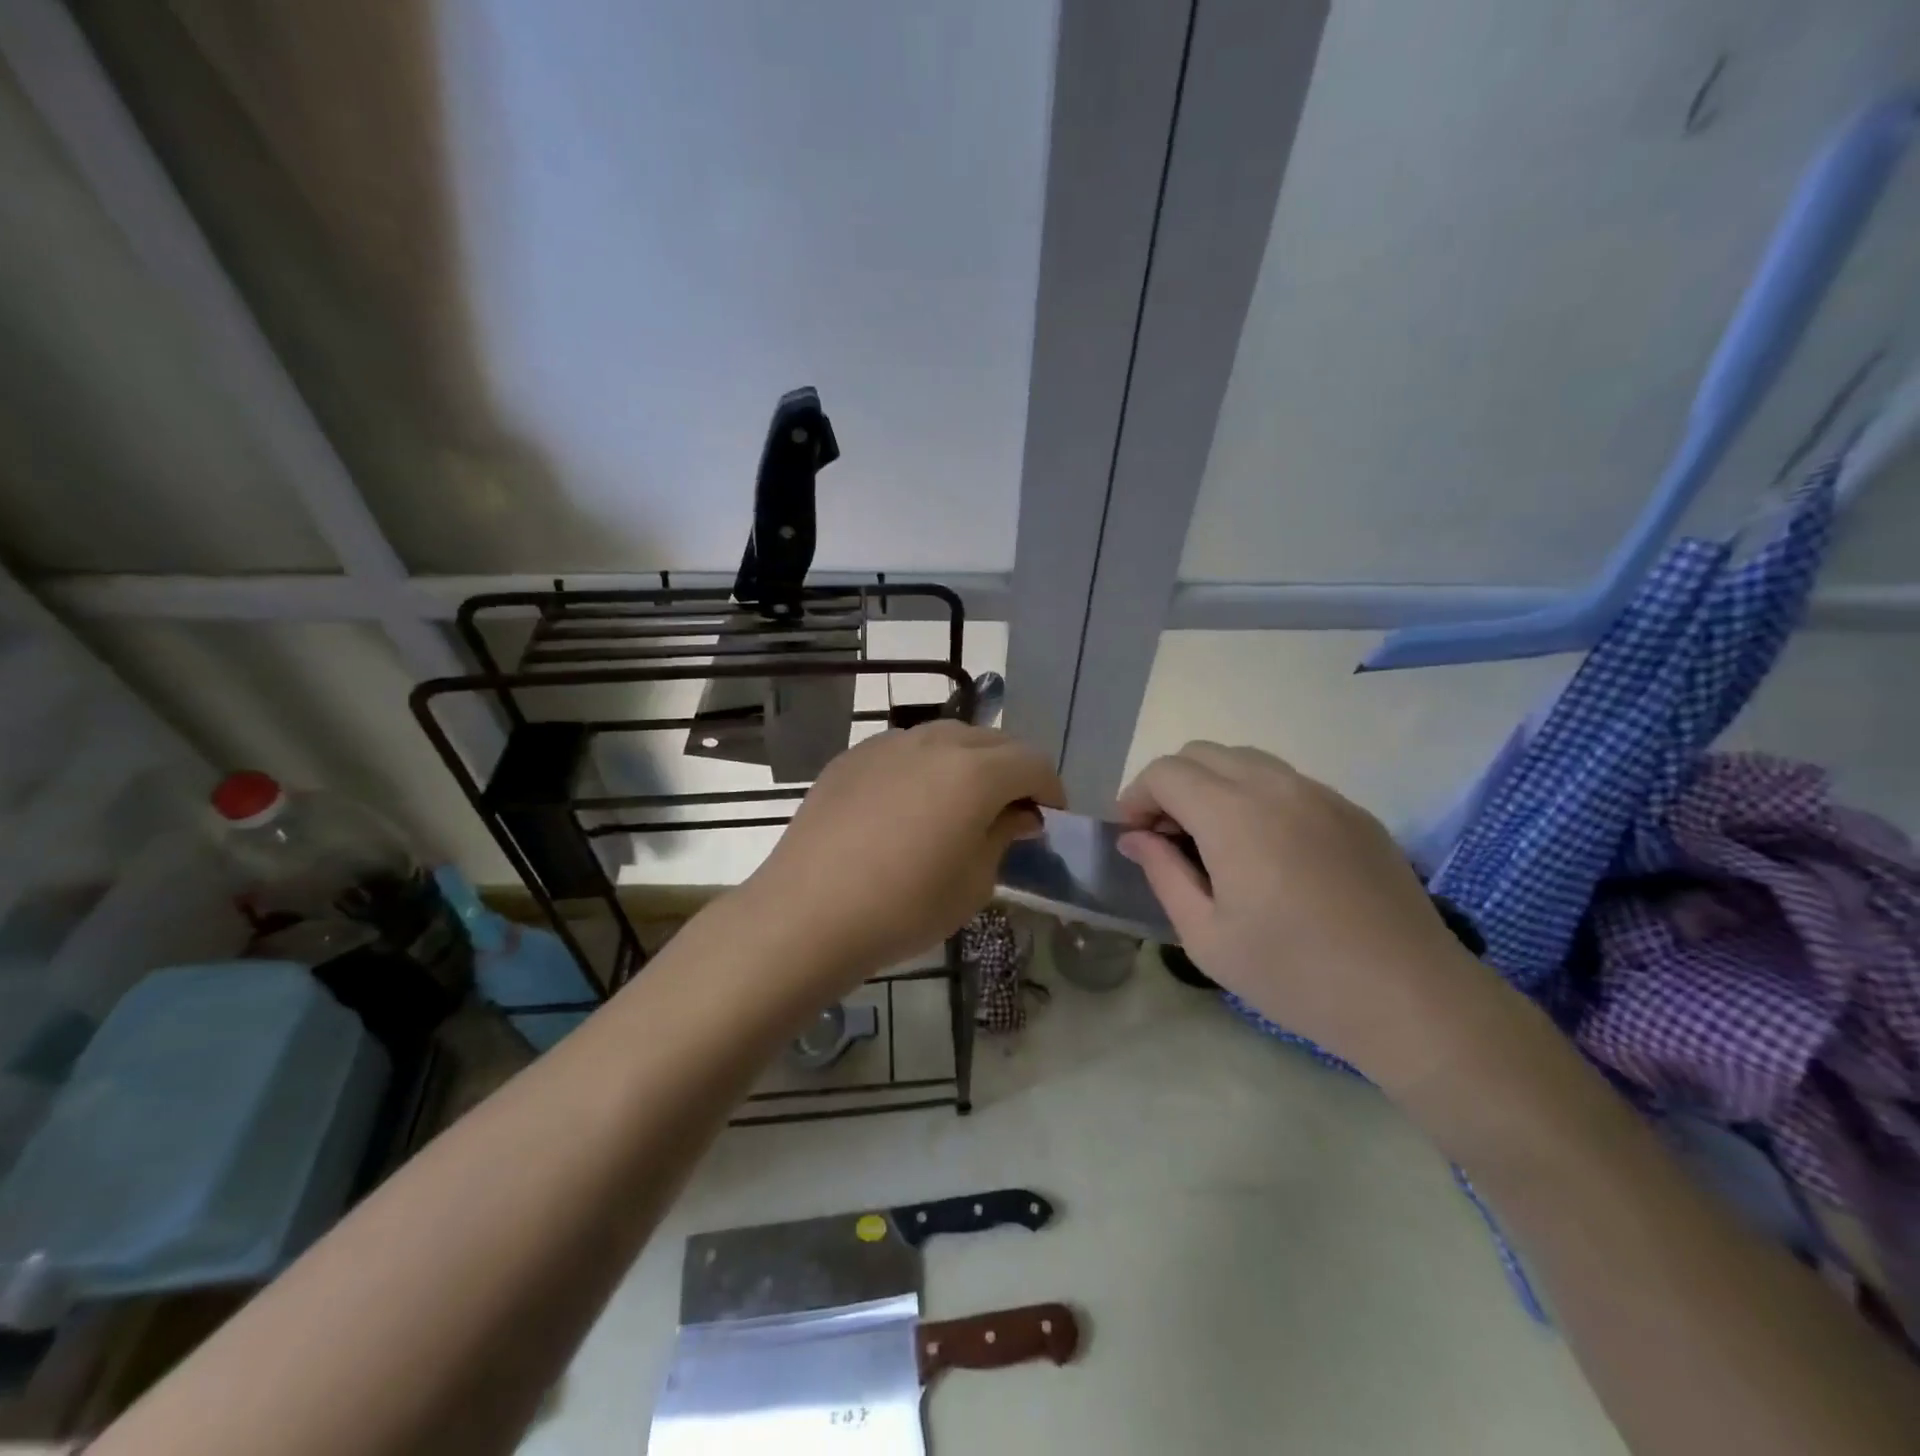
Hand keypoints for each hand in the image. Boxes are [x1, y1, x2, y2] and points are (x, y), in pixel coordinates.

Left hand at [746, 722, 1064, 983]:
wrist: (807, 912)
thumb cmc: (903, 907)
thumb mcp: (973, 883)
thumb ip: (1003, 836)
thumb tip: (1018, 814)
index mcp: (975, 772)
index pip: (1033, 762)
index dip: (1050, 788)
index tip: (1048, 818)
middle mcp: (935, 742)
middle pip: (993, 740)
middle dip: (1012, 770)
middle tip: (1010, 810)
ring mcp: (888, 743)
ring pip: (947, 737)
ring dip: (968, 762)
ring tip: (960, 803)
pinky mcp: (852, 757)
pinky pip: (905, 748)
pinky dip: (924, 766)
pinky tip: (909, 804)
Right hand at [1116, 742, 1503, 1088]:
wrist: (1410, 998)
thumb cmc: (1294, 974)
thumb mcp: (1206, 936)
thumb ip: (1162, 873)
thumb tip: (1135, 837)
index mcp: (1234, 814)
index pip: (1166, 772)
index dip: (1137, 797)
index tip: (1133, 836)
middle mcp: (1277, 786)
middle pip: (1202, 753)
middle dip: (1170, 785)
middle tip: (1167, 837)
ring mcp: (1321, 794)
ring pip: (1246, 760)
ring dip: (1212, 785)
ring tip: (1212, 840)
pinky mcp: (1352, 811)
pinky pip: (1287, 782)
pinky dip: (1255, 796)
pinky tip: (1265, 850)